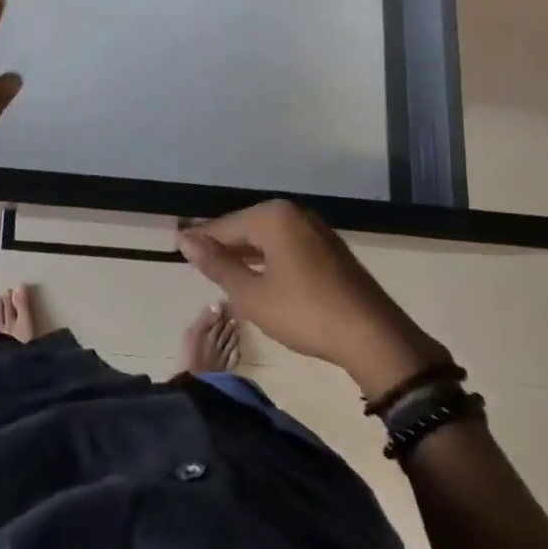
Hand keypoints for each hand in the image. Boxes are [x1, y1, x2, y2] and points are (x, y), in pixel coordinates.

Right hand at [177, 200, 450, 395]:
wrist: (371, 335)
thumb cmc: (305, 312)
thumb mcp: (252, 295)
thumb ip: (218, 265)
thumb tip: (185, 240)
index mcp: (273, 216)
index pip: (225, 225)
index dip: (200, 239)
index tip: (175, 245)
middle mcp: (294, 213)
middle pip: (246, 227)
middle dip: (223, 244)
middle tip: (196, 261)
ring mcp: (315, 228)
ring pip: (267, 236)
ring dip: (245, 253)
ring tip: (222, 270)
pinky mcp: (328, 247)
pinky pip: (286, 245)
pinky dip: (268, 257)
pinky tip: (259, 275)